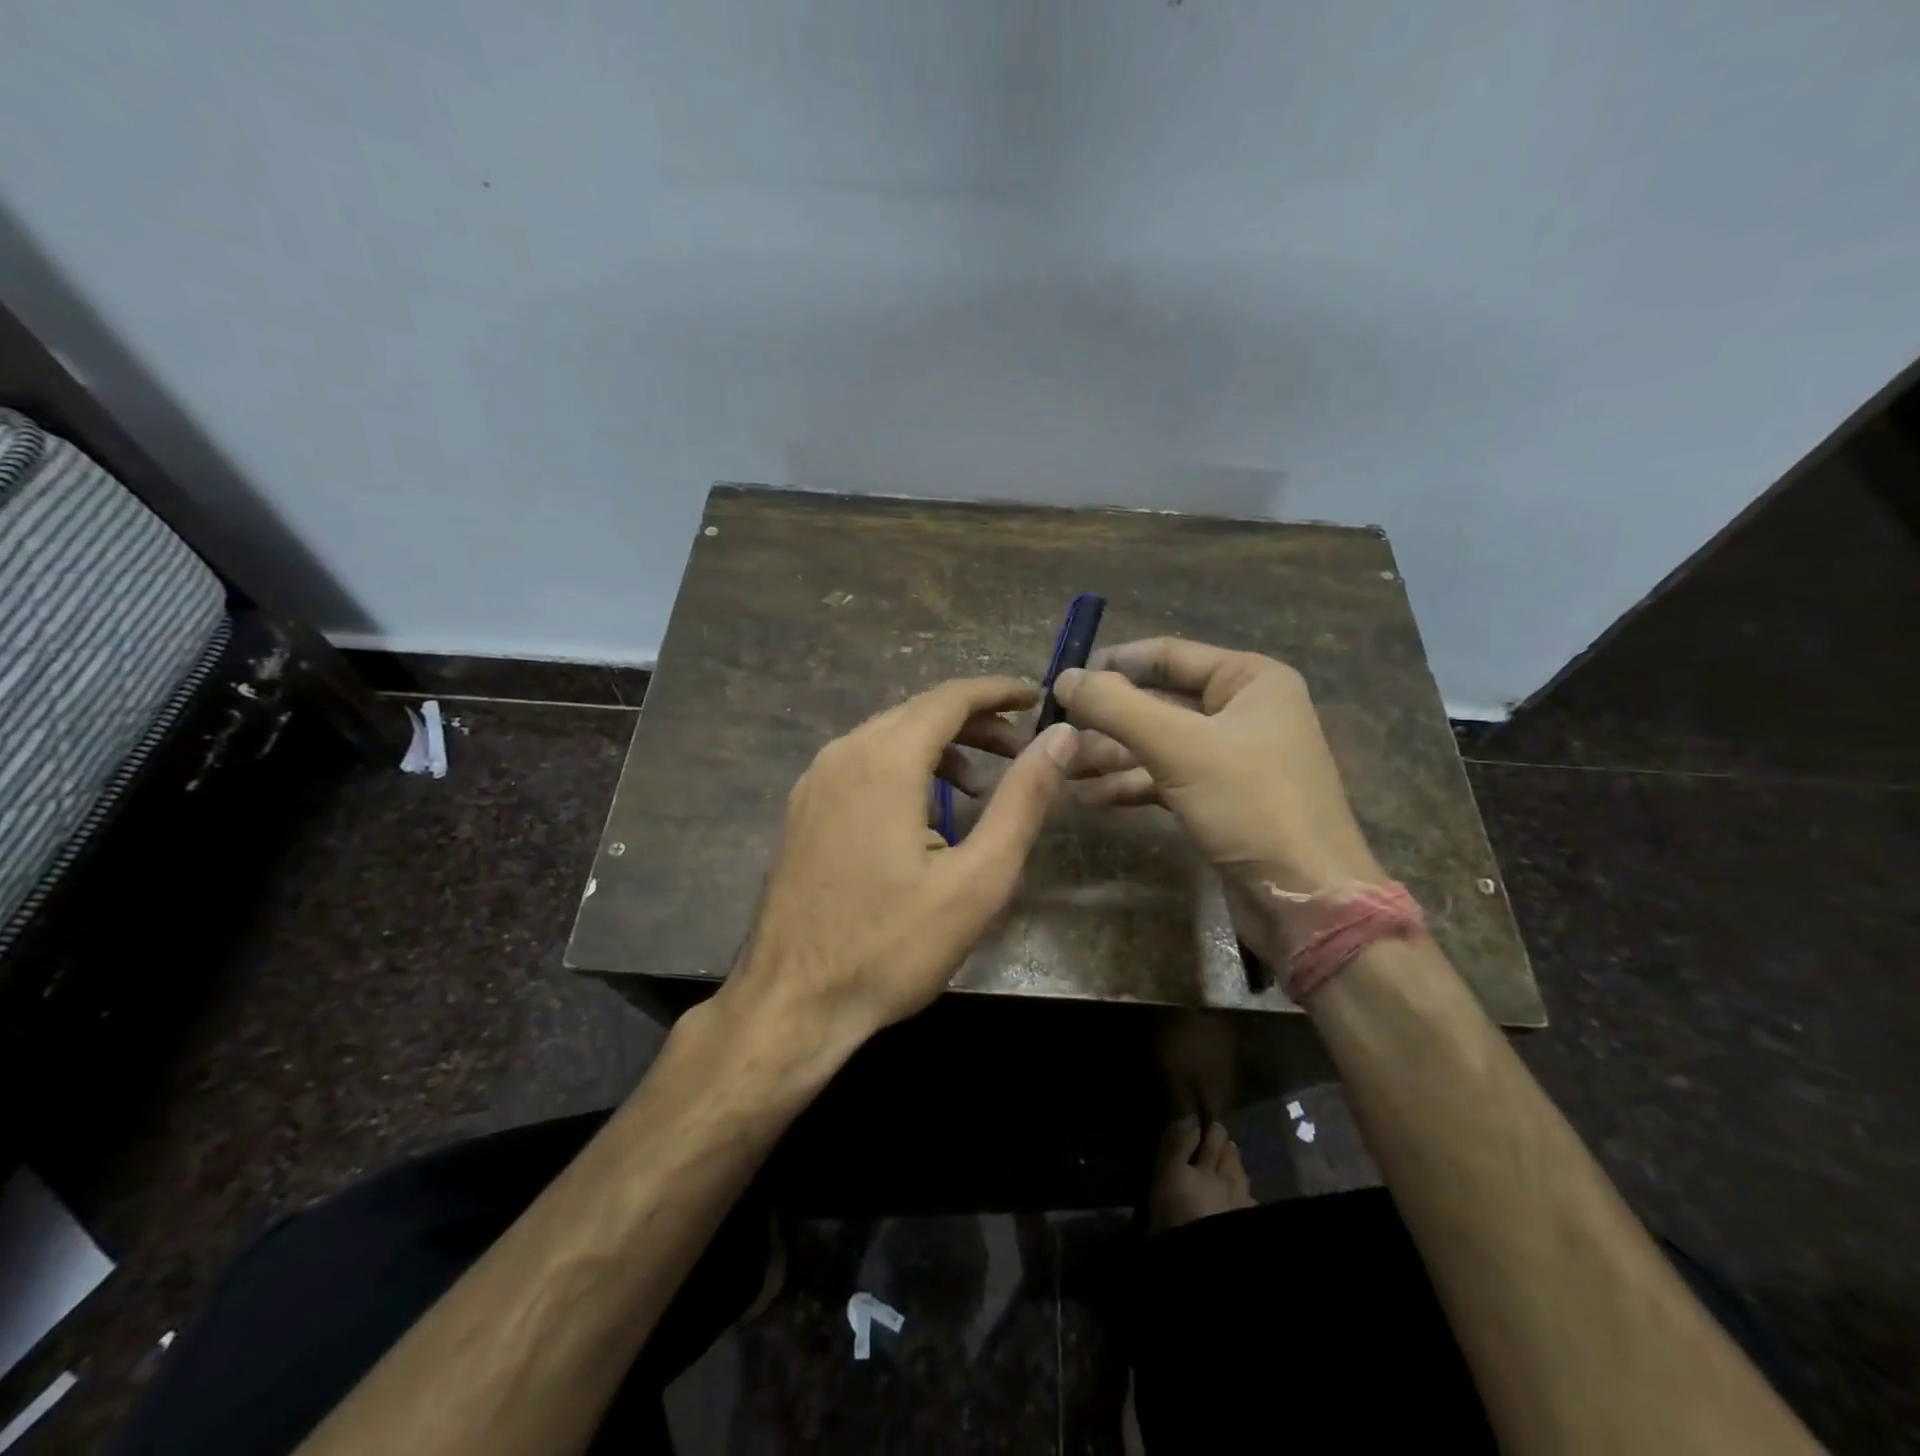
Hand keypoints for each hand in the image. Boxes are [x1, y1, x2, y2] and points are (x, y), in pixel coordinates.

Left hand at [724, 677, 1077, 1048]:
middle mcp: (842, 754)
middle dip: (974, 723)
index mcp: (883, 761)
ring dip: (939, 747)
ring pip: (887, 737)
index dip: (997, 692)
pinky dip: (904, 769)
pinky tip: (924, 814)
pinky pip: (861, 765)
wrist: (792, 1003)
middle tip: (1021, 750)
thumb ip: (1022, 801)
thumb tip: (1061, 739)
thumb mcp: (977, 879)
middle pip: (918, 712)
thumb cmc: (891, 946)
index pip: (949, 698)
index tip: (1036, 698)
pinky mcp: (803, 810)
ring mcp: (814, 782)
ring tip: (979, 787)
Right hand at [1053, 636, 1381, 913]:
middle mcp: (1242, 710)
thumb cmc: (1251, 806)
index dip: (1112, 665)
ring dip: (1110, 755)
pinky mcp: (1221, 797)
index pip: (1166, 654)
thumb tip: (1064, 678)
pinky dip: (1130, 785)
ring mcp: (1232, 756)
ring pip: (1157, 743)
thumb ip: (1116, 707)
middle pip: (1158, 700)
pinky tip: (1091, 797)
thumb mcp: (1178, 748)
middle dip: (1106, 719)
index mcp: (1249, 679)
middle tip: (1055, 734)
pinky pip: (1165, 777)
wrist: (1306, 901)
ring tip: (1063, 770)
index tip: (1061, 682)